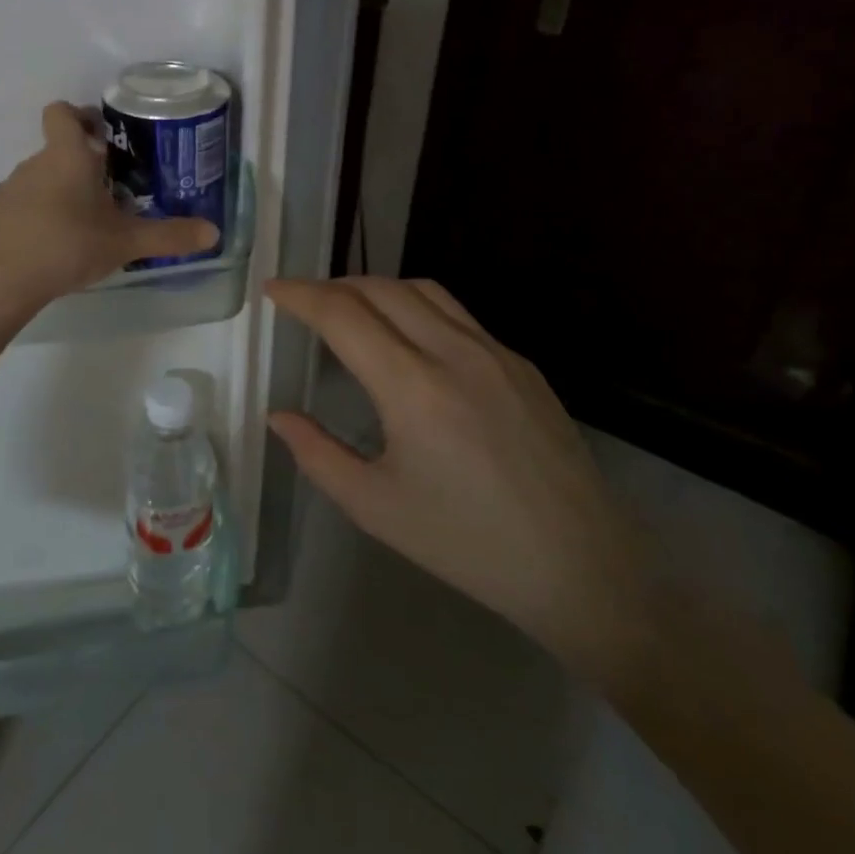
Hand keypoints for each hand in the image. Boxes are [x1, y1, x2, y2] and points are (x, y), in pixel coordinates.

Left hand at [0, 102, 219, 312]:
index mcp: (67, 156)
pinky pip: (24, 205)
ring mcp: (9, 189)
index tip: (102, 134)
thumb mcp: (125, 243)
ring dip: (63, 192)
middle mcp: (34, 164)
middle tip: (112, 192)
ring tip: (86, 225)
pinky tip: (55, 246)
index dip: (81, 115)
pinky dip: (40, 216)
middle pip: (58, 150)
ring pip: (42, 179)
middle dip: (84, 165)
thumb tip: (213, 232)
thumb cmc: (67, 246)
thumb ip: (168, 236)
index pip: (62, 112)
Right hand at [266, 277, 655, 672]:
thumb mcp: (376, 508)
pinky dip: (416, 308)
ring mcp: (495, 352)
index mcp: (413, 388)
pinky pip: (458, 314)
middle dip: (332, 286)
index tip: (273, 289)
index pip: (342, 314)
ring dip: (376, 288)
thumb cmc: (467, 544)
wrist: (581, 567)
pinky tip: (409, 340)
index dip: (300, 294)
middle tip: (303, 302)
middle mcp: (454, 352)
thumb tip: (279, 416)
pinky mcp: (522, 364)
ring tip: (350, 309)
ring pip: (422, 290)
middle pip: (380, 288)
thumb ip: (317, 454)